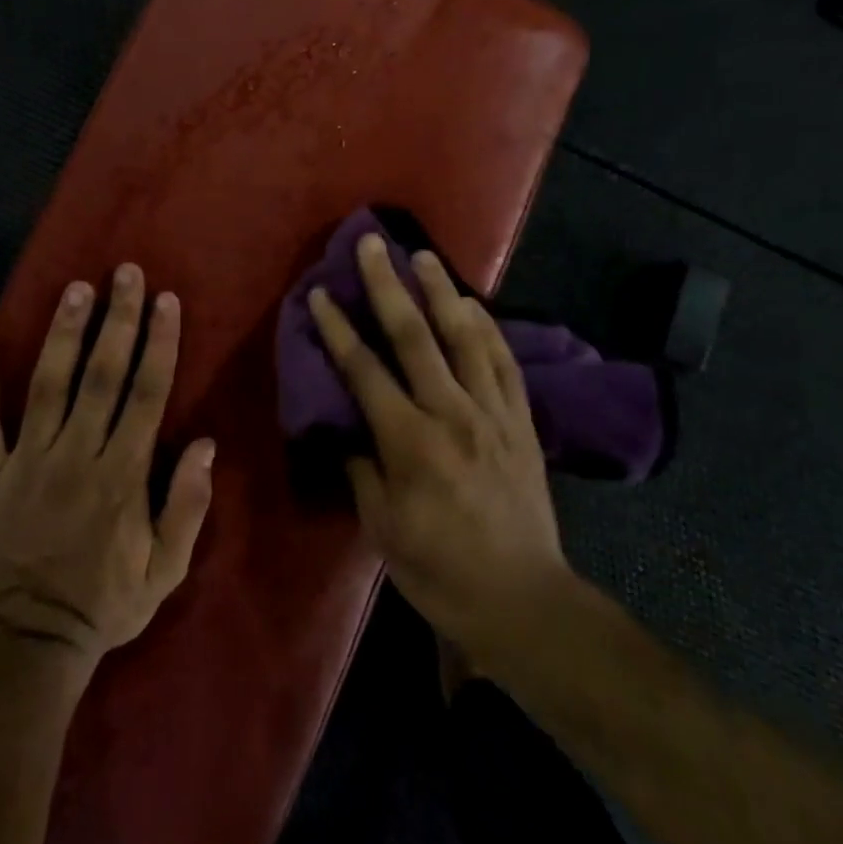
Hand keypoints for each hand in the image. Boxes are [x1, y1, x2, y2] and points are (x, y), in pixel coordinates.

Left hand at [0, 264, 215, 666]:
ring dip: (62, 334)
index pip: (146, 393)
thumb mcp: (166, 569)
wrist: (27, 646)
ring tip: (74, 289)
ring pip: (47, 385)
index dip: (158, 343)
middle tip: (125, 274)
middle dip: (117, 320)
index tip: (165, 301)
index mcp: (123, 473)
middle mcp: (77, 454)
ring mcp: (27, 463)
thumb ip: (188, 505)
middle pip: (101, 375)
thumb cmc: (105, 605)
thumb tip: (206, 444)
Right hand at [308, 235, 568, 658]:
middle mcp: (451, 413)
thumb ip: (361, 468)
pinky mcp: (521, 420)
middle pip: (413, 336)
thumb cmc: (440, 571)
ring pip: (464, 335)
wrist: (523, 599)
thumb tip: (347, 425)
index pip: (364, 370)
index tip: (319, 293)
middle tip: (371, 244)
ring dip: (440, 290)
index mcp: (409, 442)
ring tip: (423, 255)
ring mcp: (492, 412)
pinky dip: (487, 326)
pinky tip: (473, 303)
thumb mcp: (381, 529)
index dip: (337, 328)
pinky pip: (503, 360)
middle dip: (386, 285)